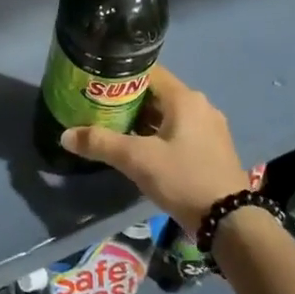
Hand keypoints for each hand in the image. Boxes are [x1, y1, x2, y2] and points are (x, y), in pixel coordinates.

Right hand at [59, 66, 251, 233]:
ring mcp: (210, 128)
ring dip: (143, 120)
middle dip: (128, 101)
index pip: (149, 72)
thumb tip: (65, 135)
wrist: (229, 220)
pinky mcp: (212, 149)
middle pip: (157, 94)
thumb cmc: (183, 178)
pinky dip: (158, 134)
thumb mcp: (137, 160)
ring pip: (168, 115)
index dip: (121, 76)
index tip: (97, 84)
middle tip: (99, 109)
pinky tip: (141, 150)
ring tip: (114, 129)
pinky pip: (179, 131)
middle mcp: (201, 106)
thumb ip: (100, 143)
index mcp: (185, 98)